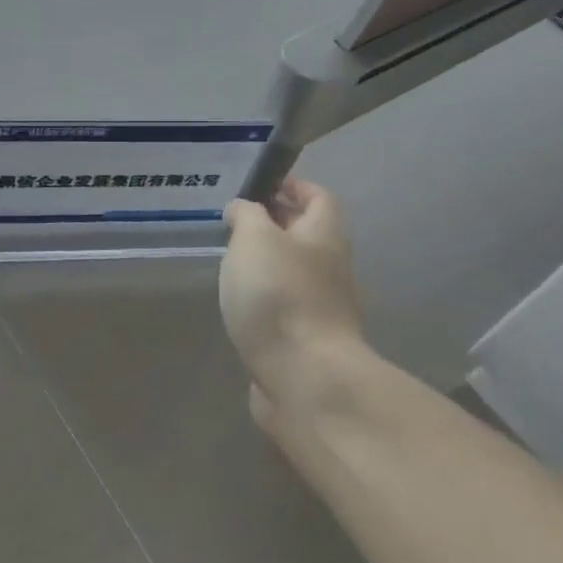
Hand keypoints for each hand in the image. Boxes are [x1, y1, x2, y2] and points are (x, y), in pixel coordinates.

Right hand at [220, 178, 370, 426]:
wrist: (305, 378)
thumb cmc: (280, 295)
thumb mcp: (255, 238)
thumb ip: (247, 215)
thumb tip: (243, 209)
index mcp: (324, 236)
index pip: (319, 197)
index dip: (294, 186)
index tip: (262, 184)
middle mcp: (330, 268)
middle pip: (308, 235)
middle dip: (277, 223)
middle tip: (238, 221)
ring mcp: (322, 308)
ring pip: (295, 272)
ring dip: (269, 262)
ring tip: (232, 260)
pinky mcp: (306, 341)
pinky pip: (285, 306)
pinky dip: (265, 298)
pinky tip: (240, 302)